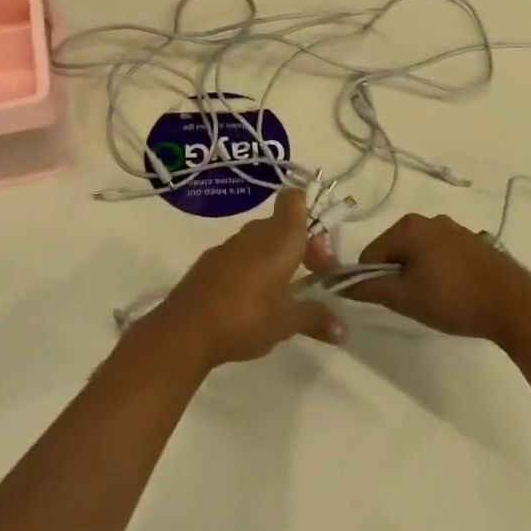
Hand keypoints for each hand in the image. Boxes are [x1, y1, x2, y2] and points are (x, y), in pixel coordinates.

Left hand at [145, 188, 344, 369]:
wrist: (186, 329)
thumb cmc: (247, 316)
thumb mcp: (288, 322)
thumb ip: (317, 318)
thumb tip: (344, 330)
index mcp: (280, 237)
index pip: (295, 200)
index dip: (310, 213)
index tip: (318, 248)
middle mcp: (255, 233)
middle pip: (283, 224)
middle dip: (300, 246)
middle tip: (312, 279)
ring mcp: (229, 246)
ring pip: (261, 240)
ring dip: (276, 259)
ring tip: (284, 295)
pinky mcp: (210, 262)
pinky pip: (240, 256)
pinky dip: (252, 269)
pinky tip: (252, 301)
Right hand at [341, 212, 530, 342]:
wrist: (513, 303)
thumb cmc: (453, 299)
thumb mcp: (405, 298)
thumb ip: (370, 288)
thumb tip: (341, 284)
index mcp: (408, 226)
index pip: (371, 253)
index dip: (370, 279)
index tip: (385, 303)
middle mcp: (429, 219)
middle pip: (395, 250)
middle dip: (397, 276)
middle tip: (412, 304)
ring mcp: (454, 228)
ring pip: (420, 253)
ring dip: (419, 275)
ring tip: (435, 302)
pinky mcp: (473, 242)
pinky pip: (442, 255)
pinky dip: (439, 272)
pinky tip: (454, 294)